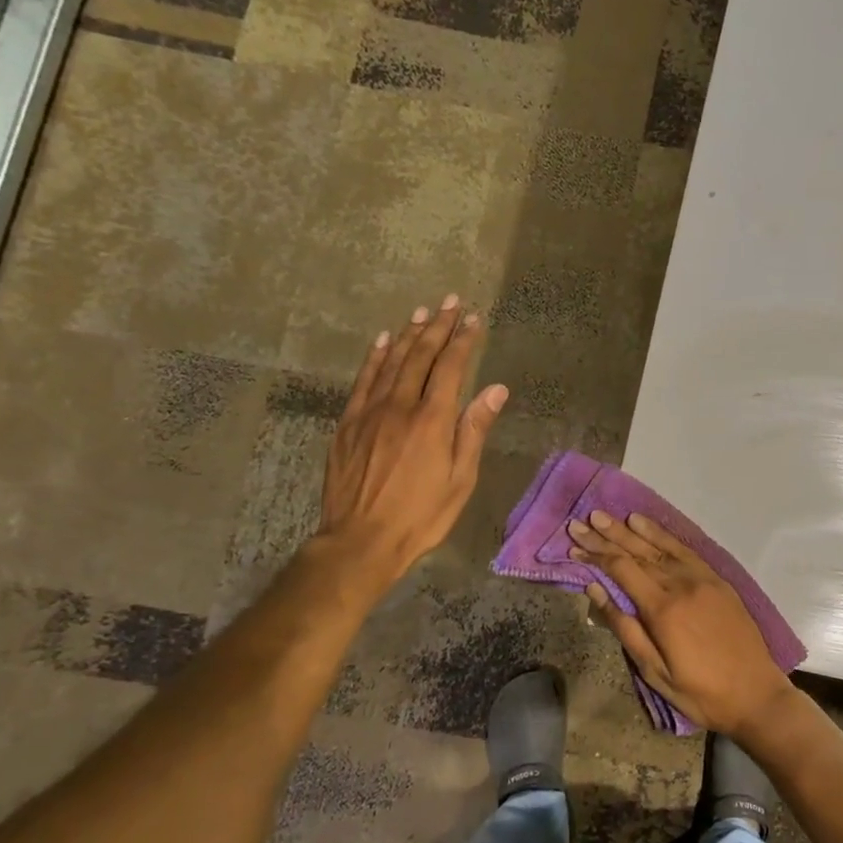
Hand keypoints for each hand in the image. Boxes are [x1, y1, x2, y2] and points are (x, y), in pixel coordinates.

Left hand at [318, 295, 507, 581]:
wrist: (361, 540)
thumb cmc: (421, 515)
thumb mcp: (460, 479)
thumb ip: (474, 430)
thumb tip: (495, 389)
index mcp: (432, 420)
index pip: (451, 368)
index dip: (464, 341)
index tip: (474, 320)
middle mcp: (400, 406)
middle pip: (421, 357)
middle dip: (438, 327)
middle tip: (450, 302)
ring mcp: (370, 412)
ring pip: (392, 362)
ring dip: (409, 335)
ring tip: (422, 312)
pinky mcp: (348, 424)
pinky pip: (363, 380)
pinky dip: (375, 357)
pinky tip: (383, 341)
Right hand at [570, 511, 796, 738]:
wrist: (756, 694)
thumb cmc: (700, 692)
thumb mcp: (655, 672)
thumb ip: (624, 627)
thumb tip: (596, 589)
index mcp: (663, 609)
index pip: (621, 570)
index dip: (596, 554)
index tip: (574, 541)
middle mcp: (681, 584)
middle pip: (638, 553)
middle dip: (607, 535)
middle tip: (582, 519)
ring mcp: (702, 579)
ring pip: (660, 547)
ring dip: (631, 530)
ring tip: (607, 516)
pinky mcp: (717, 580)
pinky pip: (684, 549)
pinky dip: (663, 535)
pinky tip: (645, 524)